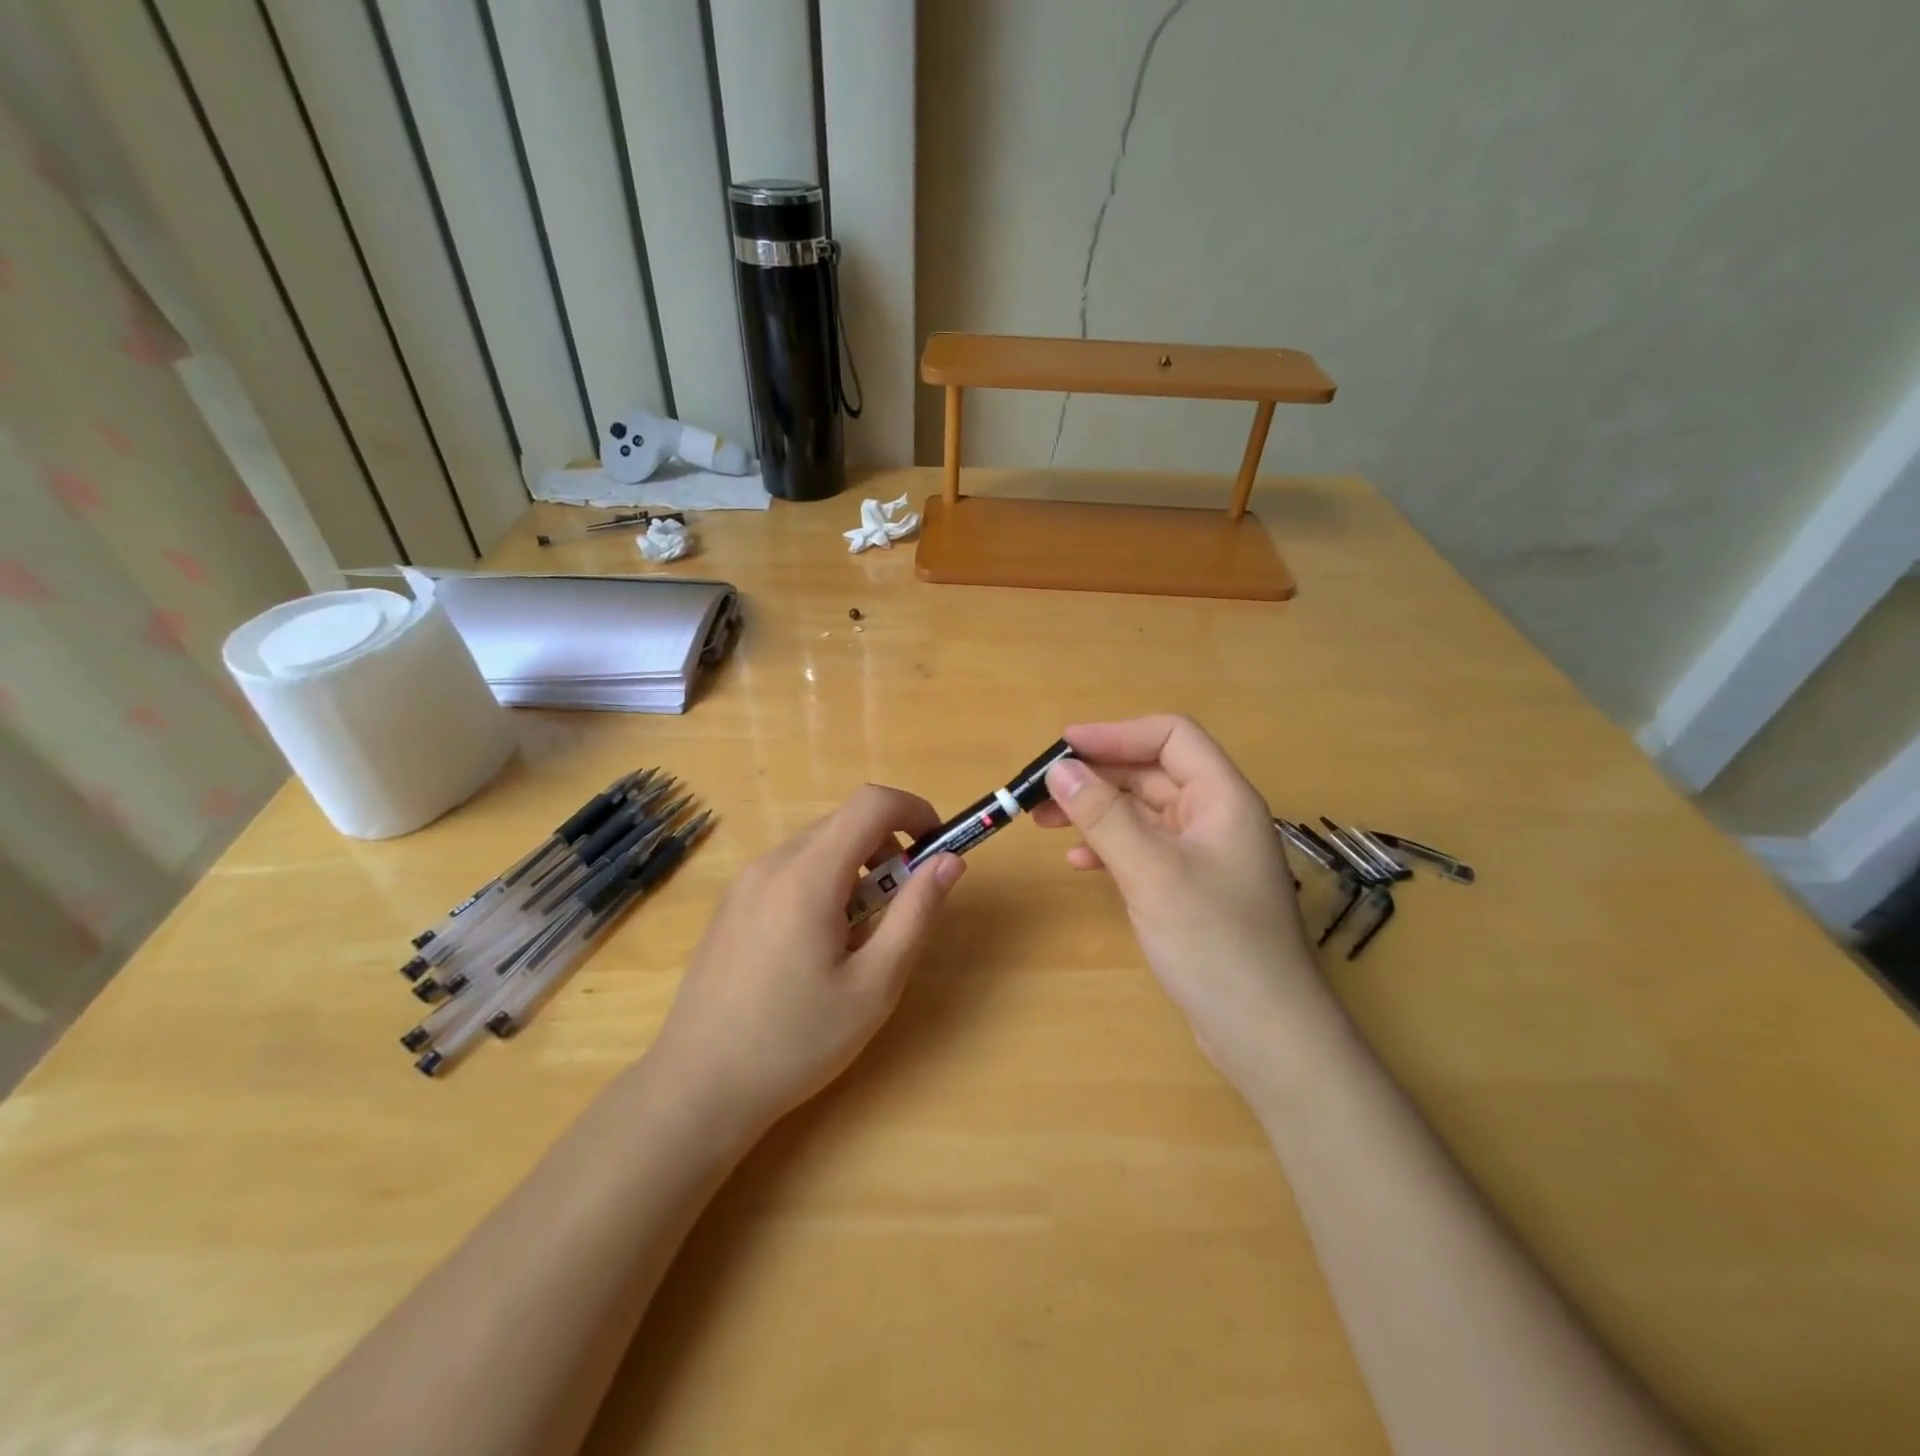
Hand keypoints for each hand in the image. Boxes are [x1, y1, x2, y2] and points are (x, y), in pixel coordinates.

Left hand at [649, 785, 964, 1133]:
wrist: (697, 1088)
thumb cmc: (795, 1042)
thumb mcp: (874, 985)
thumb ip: (916, 914)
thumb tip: (950, 861)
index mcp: (808, 875)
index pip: (871, 803)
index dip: (914, 810)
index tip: (938, 848)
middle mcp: (772, 864)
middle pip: (845, 823)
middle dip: (889, 847)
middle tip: (903, 905)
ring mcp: (745, 883)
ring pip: (818, 846)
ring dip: (857, 867)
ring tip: (861, 934)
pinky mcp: (732, 904)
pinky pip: (791, 869)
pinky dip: (824, 882)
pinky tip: (818, 945)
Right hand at [1031, 715, 1323, 1084]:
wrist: (1264, 1033)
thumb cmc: (1214, 942)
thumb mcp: (1152, 871)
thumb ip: (1104, 816)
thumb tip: (1058, 770)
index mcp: (1222, 797)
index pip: (1171, 736)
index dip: (1116, 734)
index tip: (1063, 749)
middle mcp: (1216, 817)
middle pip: (1152, 773)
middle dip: (1096, 776)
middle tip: (1041, 792)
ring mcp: (1204, 855)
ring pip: (1143, 812)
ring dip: (1096, 811)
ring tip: (1045, 823)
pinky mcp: (1191, 888)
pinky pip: (1145, 849)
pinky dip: (1110, 847)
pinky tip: (1079, 863)